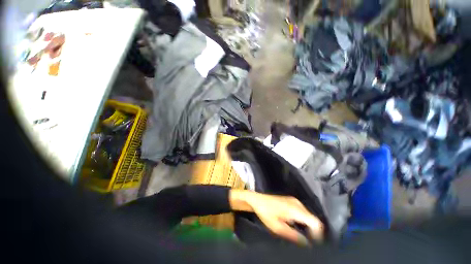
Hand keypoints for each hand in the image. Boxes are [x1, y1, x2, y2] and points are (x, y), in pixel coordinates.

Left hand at [229, 190, 322, 244]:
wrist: (257, 199)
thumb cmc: (265, 213)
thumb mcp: (278, 228)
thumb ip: (294, 236)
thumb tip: (307, 244)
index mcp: (295, 209)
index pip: (315, 222)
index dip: (318, 235)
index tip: (313, 244)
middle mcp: (297, 203)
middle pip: (312, 219)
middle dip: (312, 231)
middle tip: (306, 241)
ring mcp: (294, 200)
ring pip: (308, 215)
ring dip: (307, 226)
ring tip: (300, 234)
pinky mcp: (291, 200)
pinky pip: (302, 211)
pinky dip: (302, 220)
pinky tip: (294, 225)